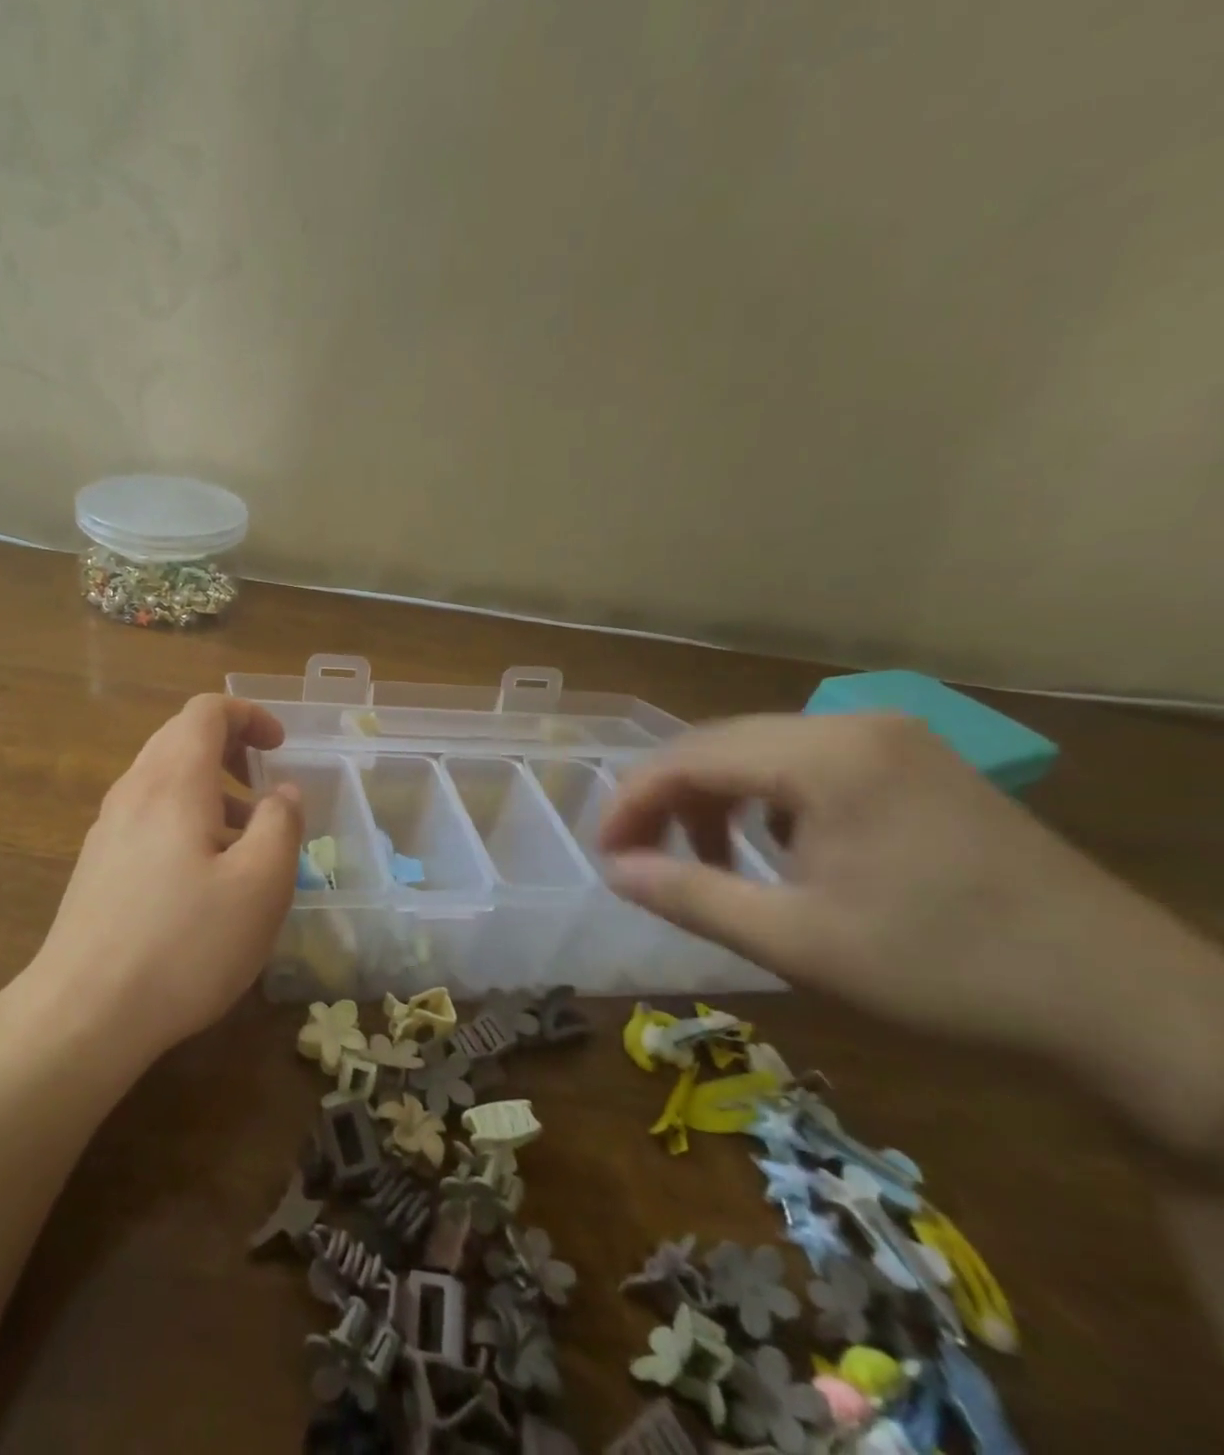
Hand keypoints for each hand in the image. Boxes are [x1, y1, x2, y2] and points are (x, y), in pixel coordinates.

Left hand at [27, 695, 303, 1061]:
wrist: (85, 1011)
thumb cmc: (185, 944)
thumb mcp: (260, 885)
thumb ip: (281, 825)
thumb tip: (283, 793)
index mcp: (173, 781)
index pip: (205, 711)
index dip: (249, 715)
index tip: (281, 748)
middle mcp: (133, 791)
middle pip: (180, 738)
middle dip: (230, 749)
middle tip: (265, 786)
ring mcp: (108, 828)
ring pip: (163, 779)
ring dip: (210, 790)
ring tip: (244, 840)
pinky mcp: (97, 863)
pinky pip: (147, 815)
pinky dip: (184, 819)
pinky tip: (203, 877)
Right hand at [597, 712, 1223, 1156]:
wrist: (1127, 1004)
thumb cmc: (944, 971)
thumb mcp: (794, 941)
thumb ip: (688, 896)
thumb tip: (612, 870)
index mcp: (825, 757)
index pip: (688, 757)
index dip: (631, 804)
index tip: (605, 856)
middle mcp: (854, 726)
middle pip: (719, 745)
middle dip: (665, 800)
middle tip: (639, 860)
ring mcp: (892, 739)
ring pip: (759, 752)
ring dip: (713, 800)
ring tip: (705, 861)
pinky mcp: (915, 763)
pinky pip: (806, 764)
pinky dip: (764, 800)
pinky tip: (776, 848)